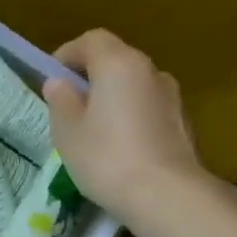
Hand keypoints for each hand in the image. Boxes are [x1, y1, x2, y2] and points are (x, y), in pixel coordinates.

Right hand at [43, 29, 208, 218]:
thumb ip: (61, 102)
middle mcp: (150, 71)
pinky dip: (132, 116)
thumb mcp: (68, 132)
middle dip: (91, 77)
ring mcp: (172, 96)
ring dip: (114, 97)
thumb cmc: (106, 158)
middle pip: (116, 60)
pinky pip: (149, 108)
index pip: (91, 40)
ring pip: (135, 85)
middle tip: (70, 106)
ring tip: (96, 130)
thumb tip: (59, 83)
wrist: (167, 196)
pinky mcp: (183, 123)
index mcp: (118, 64)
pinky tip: (121, 147)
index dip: (68, 54)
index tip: (53, 78)